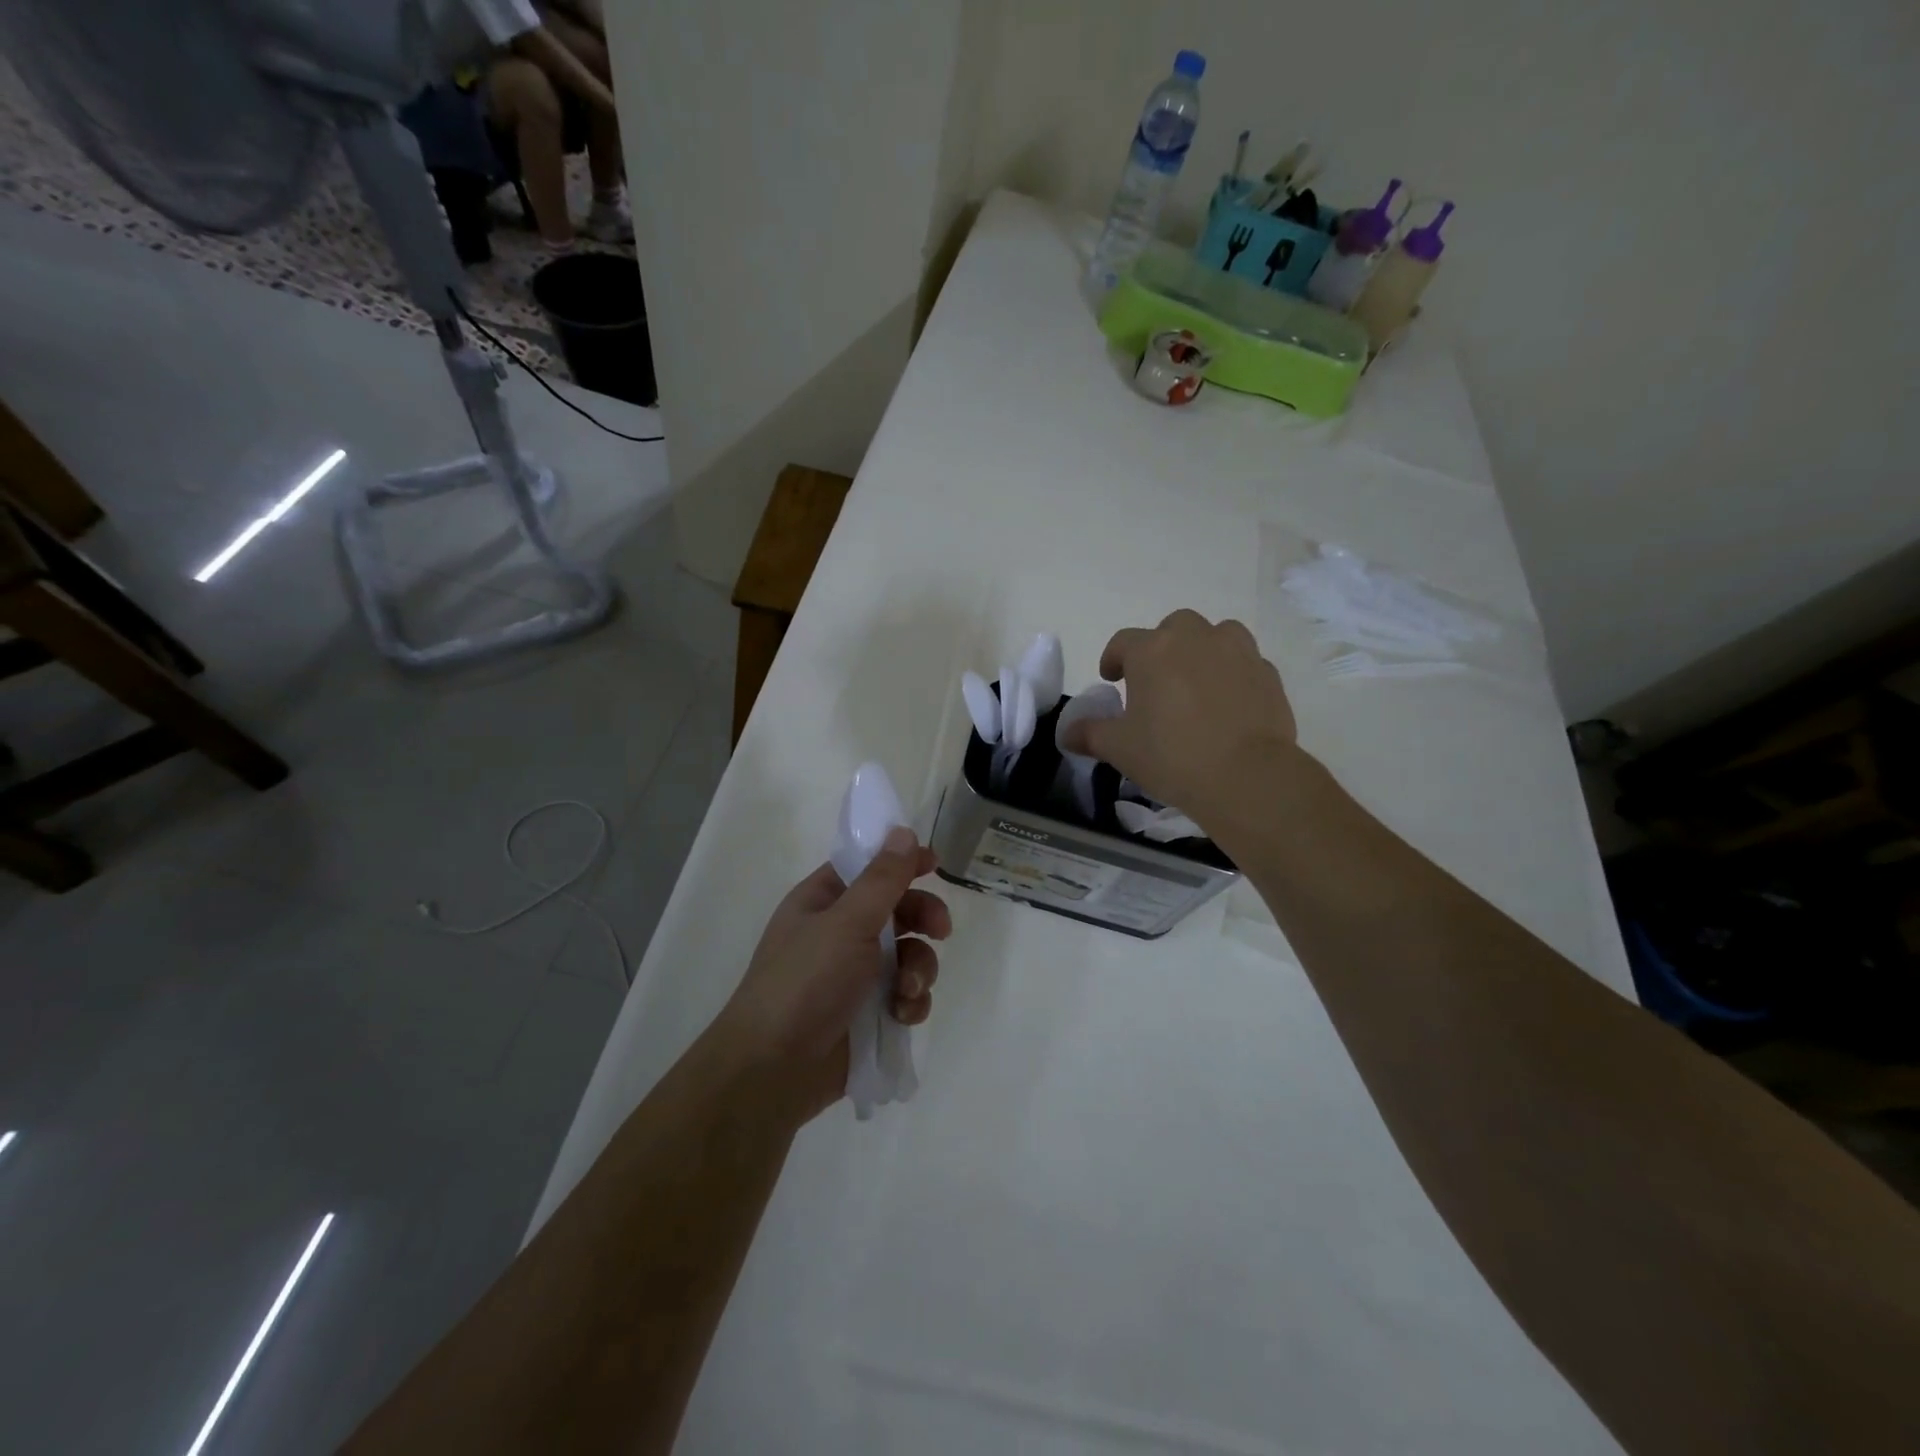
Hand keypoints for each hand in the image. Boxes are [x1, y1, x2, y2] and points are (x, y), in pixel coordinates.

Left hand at [715, 828, 949, 1121]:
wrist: (773, 1070)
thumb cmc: (805, 981)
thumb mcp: (847, 921)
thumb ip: (882, 879)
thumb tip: (903, 832)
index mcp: (823, 900)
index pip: (868, 867)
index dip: (901, 861)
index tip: (935, 863)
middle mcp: (839, 932)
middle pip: (897, 910)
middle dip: (923, 918)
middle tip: (941, 930)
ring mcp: (855, 975)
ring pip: (908, 955)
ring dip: (919, 968)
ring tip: (908, 989)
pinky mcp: (869, 1013)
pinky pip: (905, 994)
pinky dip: (911, 1002)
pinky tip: (903, 1014)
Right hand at [1059, 610, 1296, 826]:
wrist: (1246, 775)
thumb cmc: (1171, 756)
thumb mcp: (1119, 749)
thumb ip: (1090, 734)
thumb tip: (1066, 734)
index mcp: (1151, 651)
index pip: (1123, 643)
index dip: (1113, 659)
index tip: (1111, 679)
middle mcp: (1194, 638)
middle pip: (1173, 627)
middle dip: (1161, 647)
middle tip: (1156, 680)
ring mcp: (1236, 651)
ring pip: (1216, 635)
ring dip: (1202, 650)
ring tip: (1196, 682)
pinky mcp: (1267, 672)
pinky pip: (1244, 662)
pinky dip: (1233, 674)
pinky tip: (1228, 703)